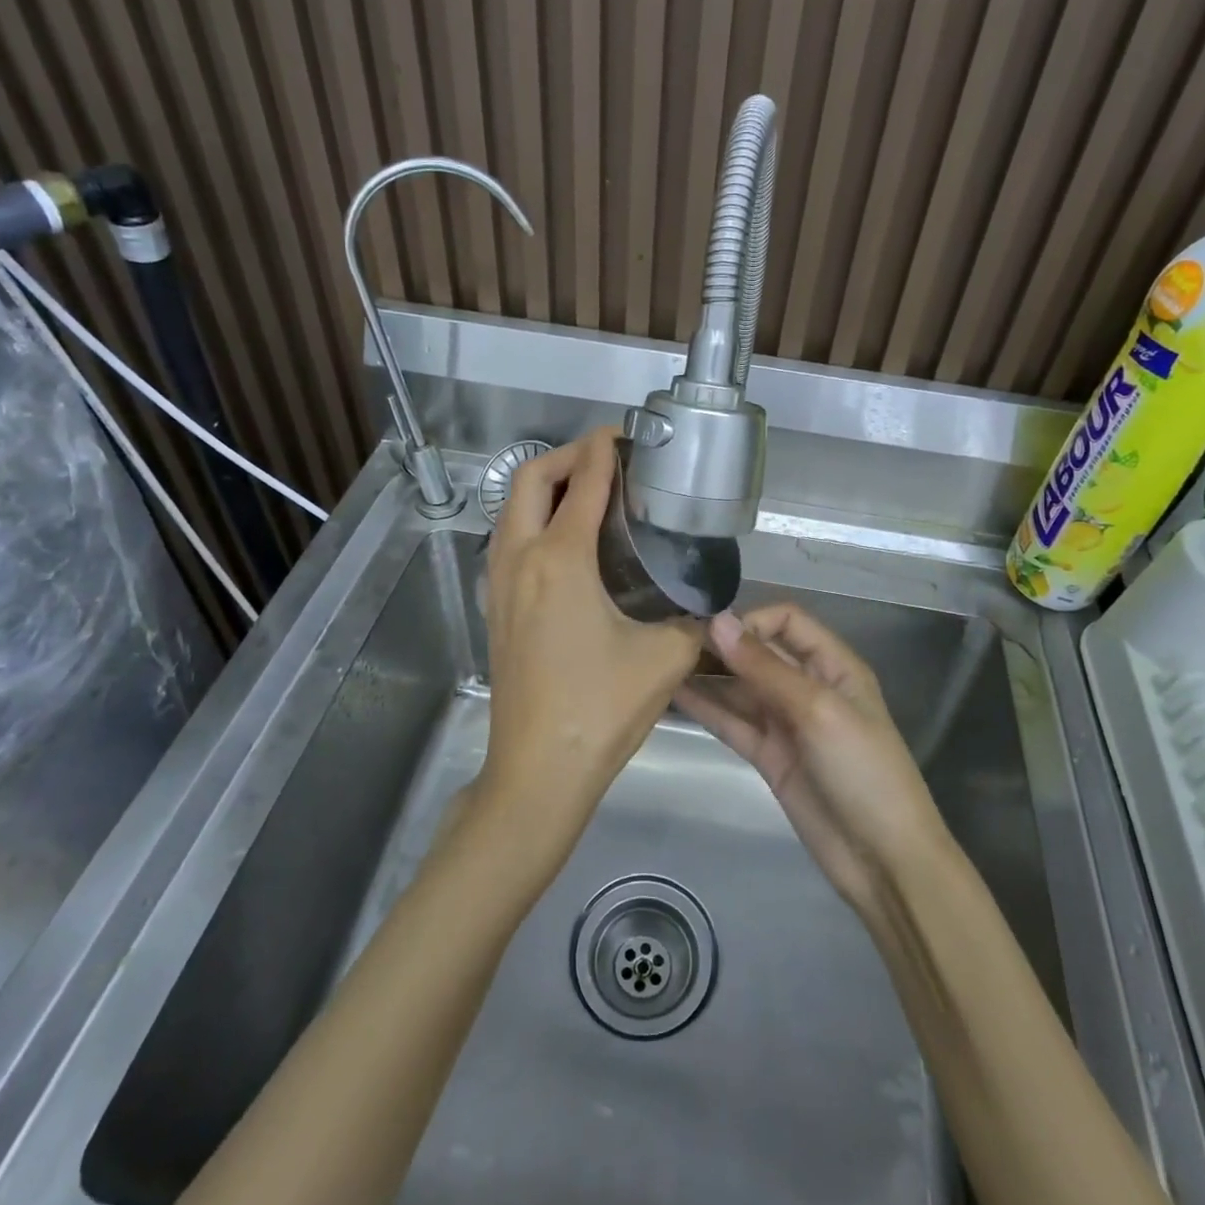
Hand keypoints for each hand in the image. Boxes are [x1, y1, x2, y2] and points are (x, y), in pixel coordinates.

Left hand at [480, 428, 701, 862]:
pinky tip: (567, 543)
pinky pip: (509, 540)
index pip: (583, 483)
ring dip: (545, 487)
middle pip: (530, 480)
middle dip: (567, 457)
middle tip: (607, 460)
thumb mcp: (665, 658)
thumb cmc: (601, 708)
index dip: (604, 450)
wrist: (538, 770)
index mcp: (560, 559)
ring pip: (511, 509)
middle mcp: (520, 559)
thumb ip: (693, 620)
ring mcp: (499, 584)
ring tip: (588, 493)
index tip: (624, 434)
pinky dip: (533, 519)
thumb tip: (709, 606)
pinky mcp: (495, 608)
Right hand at [675, 605, 946, 913]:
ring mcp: (786, 723)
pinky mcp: (768, 756)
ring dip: (707, 674)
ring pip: (740, 687)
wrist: (883, 861)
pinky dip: (706, 708)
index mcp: (833, 665)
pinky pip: (732, 722)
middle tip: (672, 640)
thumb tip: (718, 621)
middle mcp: (808, 686)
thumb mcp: (818, 710)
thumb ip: (765, 667)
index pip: (787, 621)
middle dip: (721, 645)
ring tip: (662, 663)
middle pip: (759, 653)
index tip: (711, 631)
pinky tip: (672, 694)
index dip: (751, 620)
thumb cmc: (863, 770)